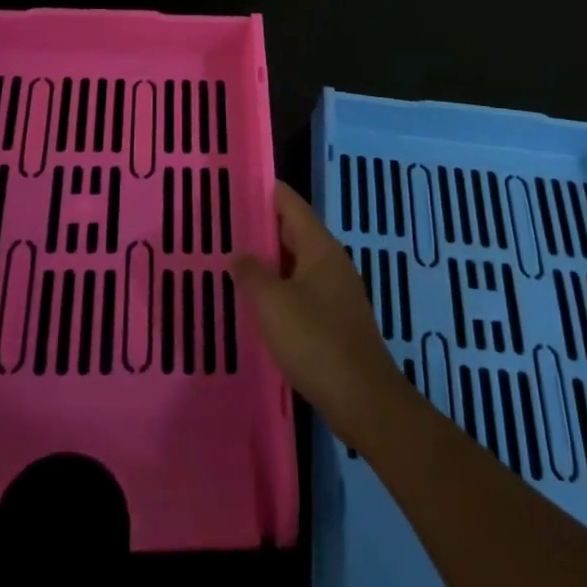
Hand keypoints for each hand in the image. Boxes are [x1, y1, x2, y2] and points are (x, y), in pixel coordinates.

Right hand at [231, 182, 413, 448]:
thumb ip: (252, 273)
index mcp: (320, 247)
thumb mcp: (273, 303)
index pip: (289, 202)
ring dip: (268, 260)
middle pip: (293, 231)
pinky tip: (257, 302)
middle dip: (260, 227)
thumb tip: (238, 254)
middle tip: (222, 225)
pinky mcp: (335, 319)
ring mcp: (335, 291)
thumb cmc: (316, 342)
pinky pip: (301, 289)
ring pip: (296, 262)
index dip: (263, 191)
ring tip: (232, 261)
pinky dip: (279, 287)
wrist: (363, 400)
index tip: (233, 186)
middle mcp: (331, 261)